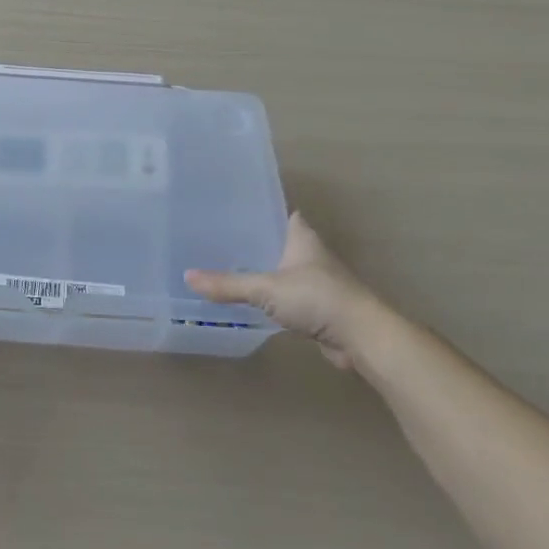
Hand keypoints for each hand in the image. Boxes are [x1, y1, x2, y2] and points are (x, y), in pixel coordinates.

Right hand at [185, 212, 394, 370]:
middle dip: (255, 242)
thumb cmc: (317, 298)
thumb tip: (187, 276)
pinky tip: (248, 300)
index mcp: (302, 238)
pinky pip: (285, 297)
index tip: (234, 210)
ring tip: (226, 268)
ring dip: (261, 271)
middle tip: (219, 240)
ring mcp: (316, 282)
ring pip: (282, 271)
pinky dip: (269, 298)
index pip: (282, 213)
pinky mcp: (316, 308)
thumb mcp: (266, 288)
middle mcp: (310, 255)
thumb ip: (228, 284)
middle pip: (279, 242)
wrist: (361, 337)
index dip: (262, 210)